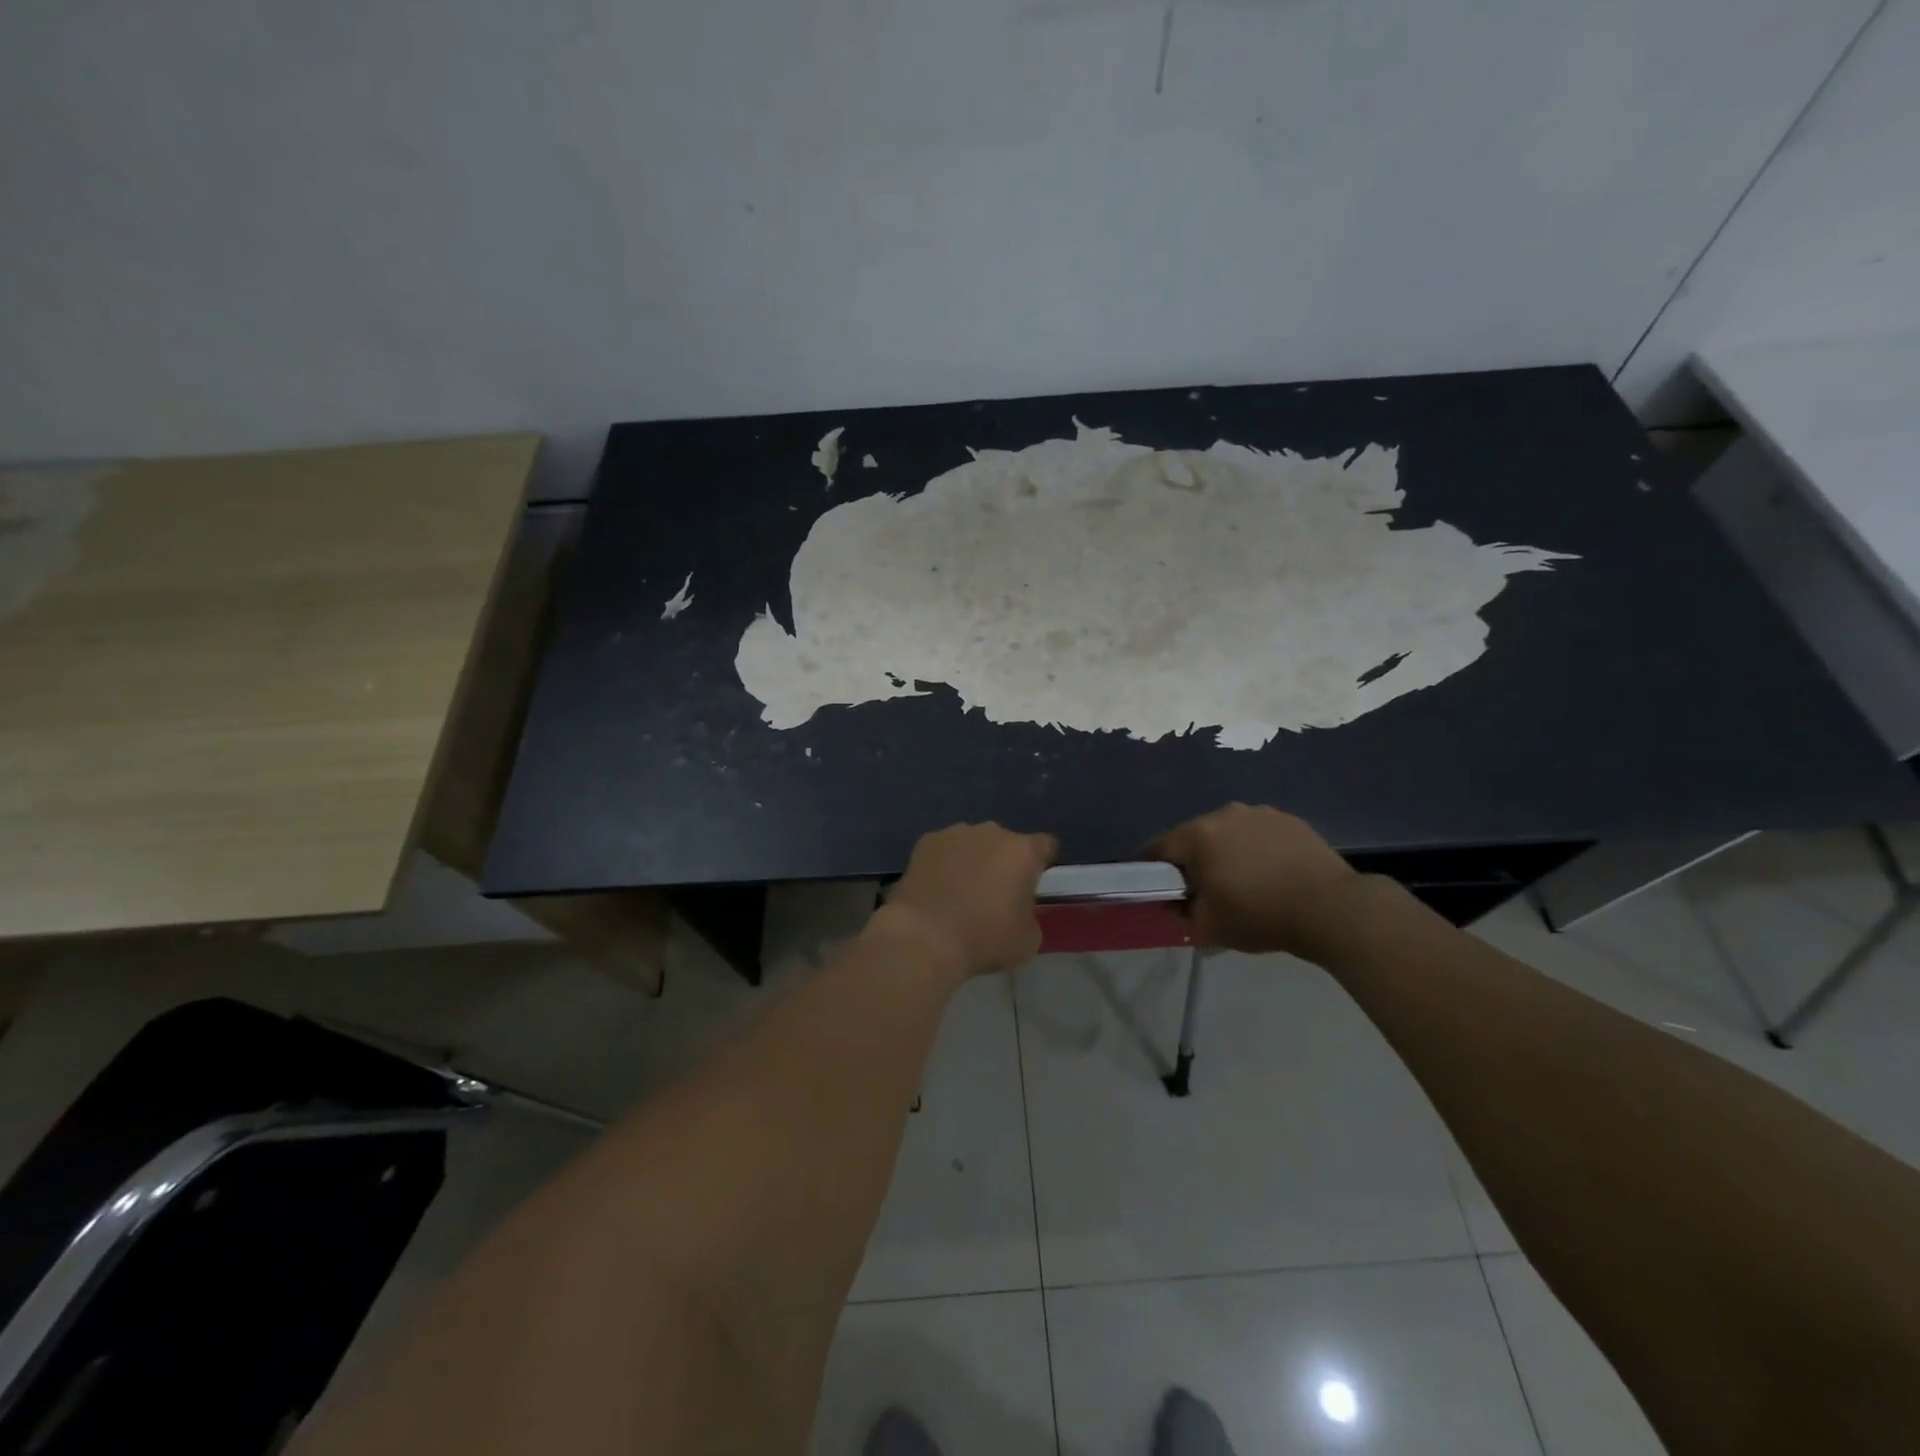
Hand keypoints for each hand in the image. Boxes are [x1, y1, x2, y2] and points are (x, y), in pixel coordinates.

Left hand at [882, 823, 1057, 977]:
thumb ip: (1030, 913)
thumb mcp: (1028, 939)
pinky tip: (936, 889)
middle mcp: (992, 832)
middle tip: (994, 894)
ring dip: (973, 860)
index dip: (1042, 863)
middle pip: (1006, 843)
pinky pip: (945, 849)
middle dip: (1004, 863)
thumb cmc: (984, 939)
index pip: (1045, 846)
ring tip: (960, 892)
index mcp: (1023, 851)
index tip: (1033, 885)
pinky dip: (944, 863)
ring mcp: (956, 832)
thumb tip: (1018, 907)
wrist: (925, 938)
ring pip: (974, 843)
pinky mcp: (926, 841)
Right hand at [1148, 802, 1361, 956]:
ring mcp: (1260, 813)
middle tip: (1201, 890)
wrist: (1332, 908)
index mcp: (1198, 834)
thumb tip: (1177, 905)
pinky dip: (1256, 850)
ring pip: (1228, 832)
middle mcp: (1225, 813)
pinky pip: (1258, 833)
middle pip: (1194, 836)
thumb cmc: (1260, 915)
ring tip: (1241, 882)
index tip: (1154, 888)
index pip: (1158, 847)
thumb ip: (1181, 914)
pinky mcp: (1289, 820)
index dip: (1150, 868)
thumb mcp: (1208, 927)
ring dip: (1225, 852)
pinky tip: (1270, 874)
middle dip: (1192, 860)